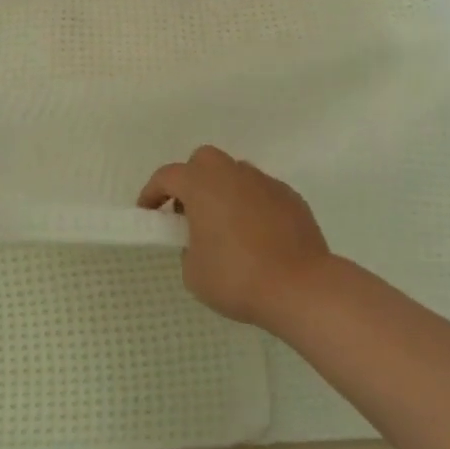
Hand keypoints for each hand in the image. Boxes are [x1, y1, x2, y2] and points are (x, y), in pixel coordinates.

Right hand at [138, 146, 331, 329]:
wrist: (301, 287)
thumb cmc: (237, 277)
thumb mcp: (193, 272)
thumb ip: (189, 247)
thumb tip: (202, 239)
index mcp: (202, 184)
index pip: (167, 176)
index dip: (152, 193)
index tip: (148, 213)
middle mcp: (233, 174)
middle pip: (203, 161)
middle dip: (191, 180)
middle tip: (189, 213)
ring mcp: (265, 183)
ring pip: (235, 174)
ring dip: (223, 192)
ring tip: (225, 227)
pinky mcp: (291, 198)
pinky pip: (261, 193)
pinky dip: (251, 206)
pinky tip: (256, 236)